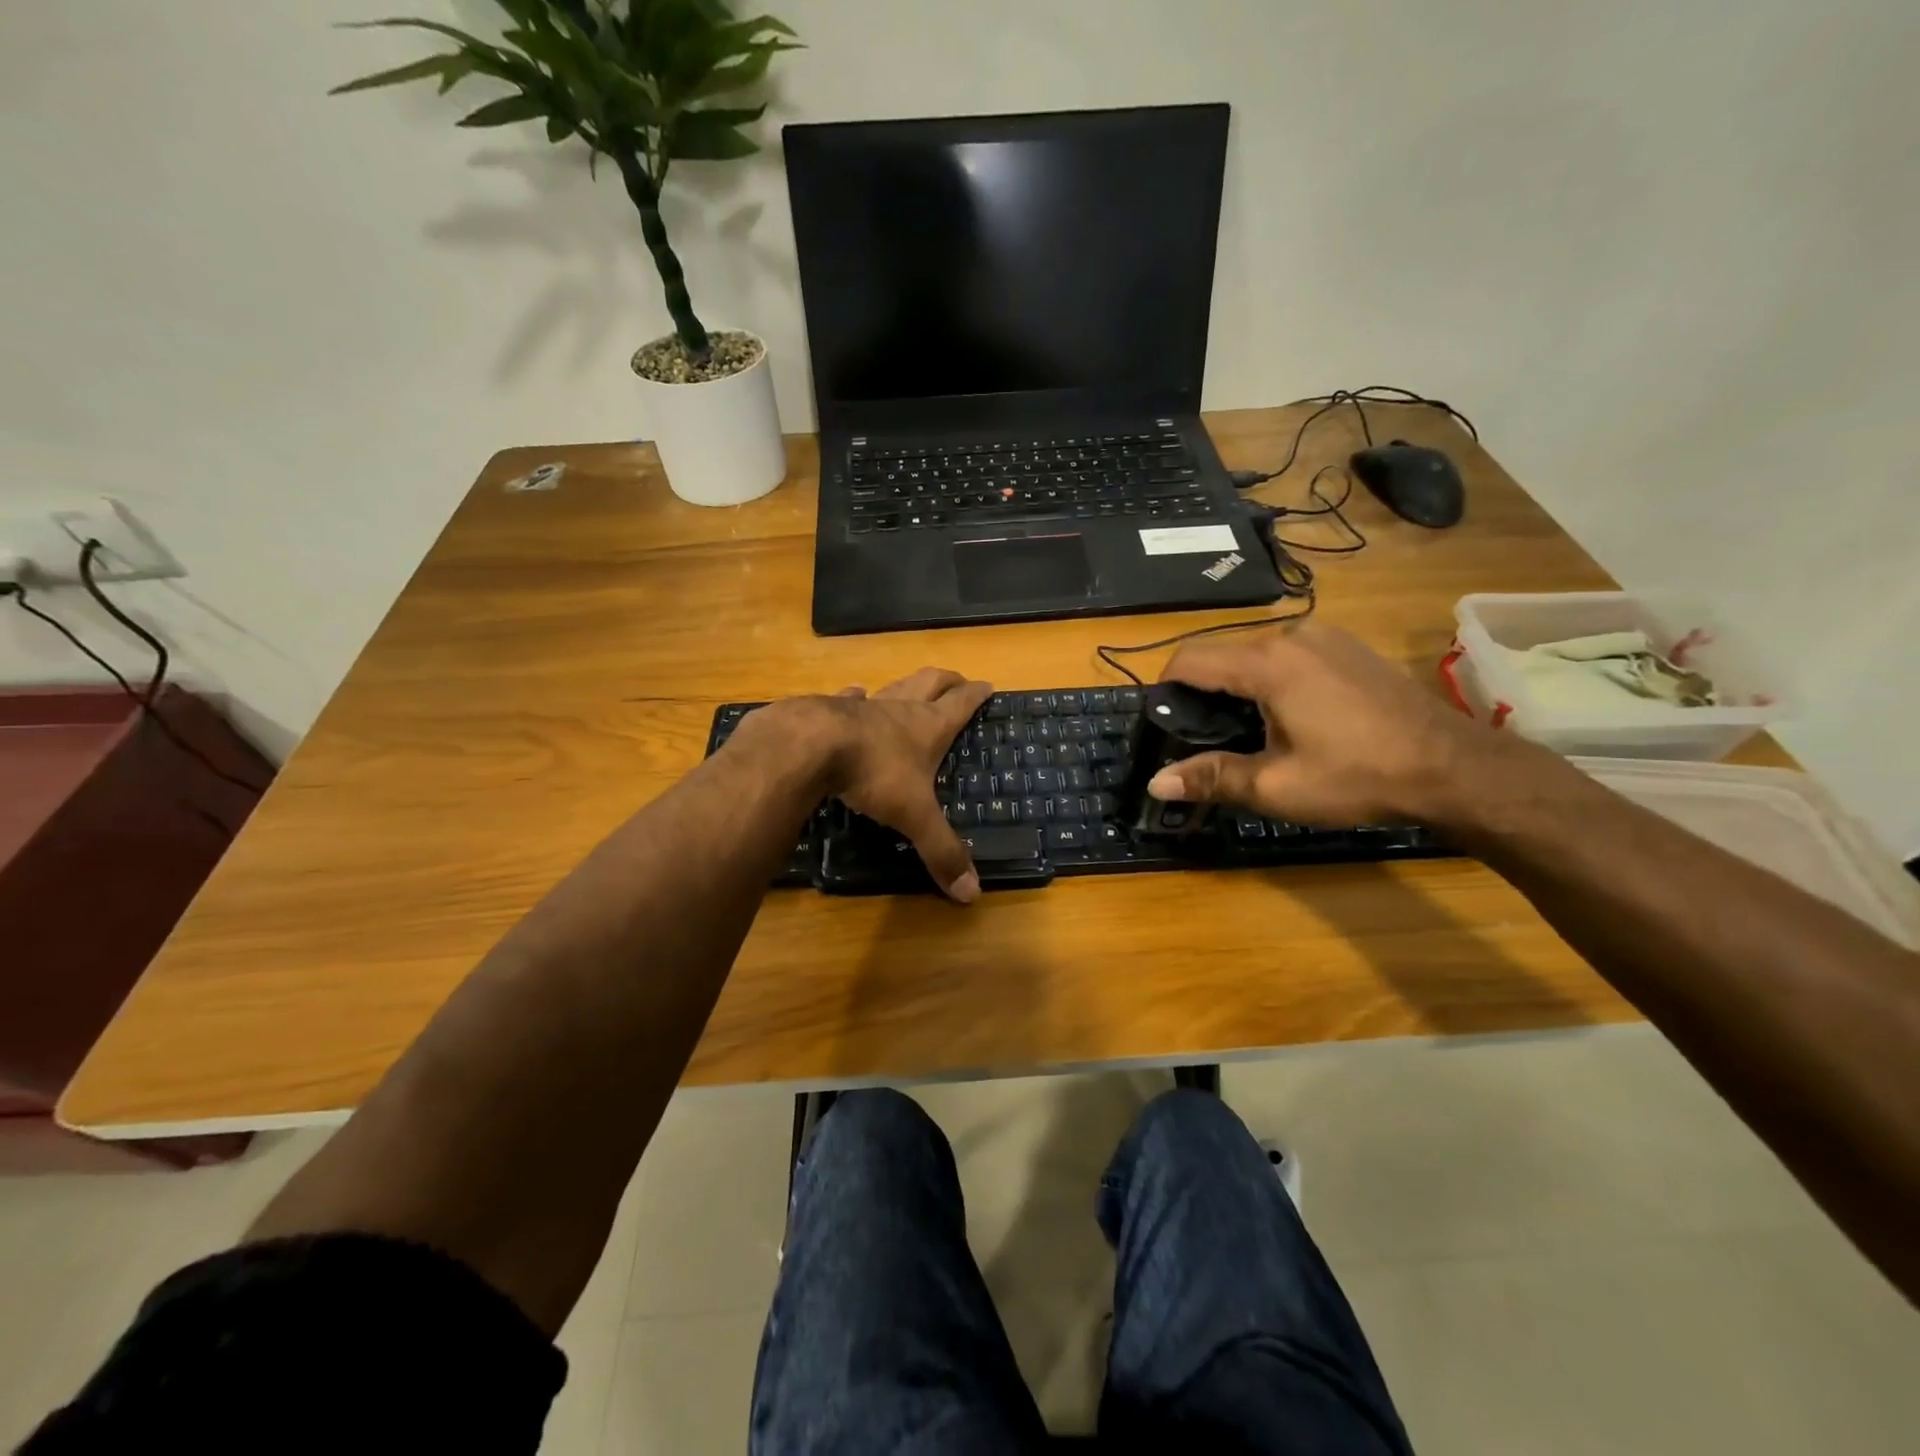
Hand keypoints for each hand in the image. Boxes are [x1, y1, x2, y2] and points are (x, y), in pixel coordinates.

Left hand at [822, 668, 992, 901]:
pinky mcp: (829, 710)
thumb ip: (941, 851)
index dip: (976, 695)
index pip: (961, 704)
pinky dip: (856, 697)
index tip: (988, 685)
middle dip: (947, 680)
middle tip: (958, 680)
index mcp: (928, 728)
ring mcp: (864, 706)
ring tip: (912, 687)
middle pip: (930, 682)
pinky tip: (854, 696)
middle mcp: (900, 709)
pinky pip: (850, 698)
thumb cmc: (873, 773)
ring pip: (893, 687)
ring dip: (907, 686)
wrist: (810, 745)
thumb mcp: (914, 816)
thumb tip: (971, 895)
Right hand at [1148, 624, 1492, 826]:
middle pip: (1221, 655)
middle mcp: (1291, 634)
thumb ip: (1211, 777)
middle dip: (1203, 693)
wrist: (1454, 768)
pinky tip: (1291, 717)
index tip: (1162, 725)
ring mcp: (1325, 635)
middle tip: (1204, 740)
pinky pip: (1289, 654)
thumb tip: (1155, 784)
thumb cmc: (1358, 776)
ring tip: (1248, 732)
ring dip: (1239, 687)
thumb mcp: (1276, 785)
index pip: (1188, 659)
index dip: (1164, 690)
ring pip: (1256, 654)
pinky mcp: (1349, 646)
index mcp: (1267, 662)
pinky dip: (1272, 679)